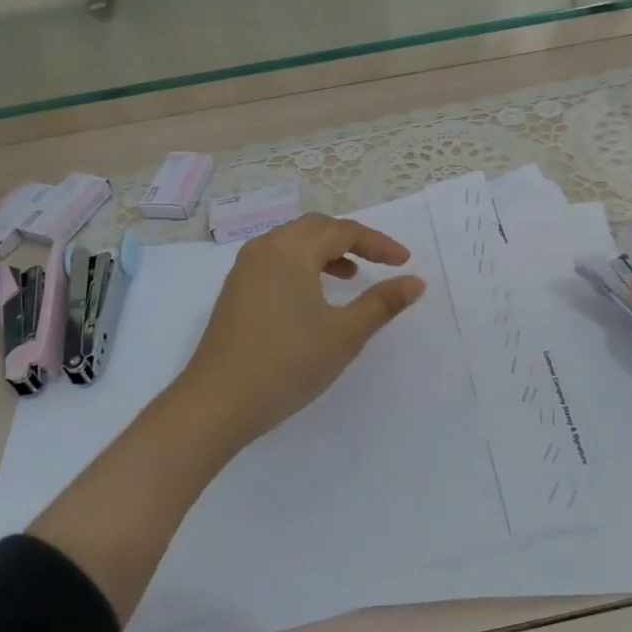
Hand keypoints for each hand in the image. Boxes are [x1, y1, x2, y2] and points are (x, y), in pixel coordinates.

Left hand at [171, 214, 425, 455]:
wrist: (216, 403)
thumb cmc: (287, 363)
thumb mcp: (344, 335)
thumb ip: (382, 303)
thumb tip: (415, 282)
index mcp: (291, 249)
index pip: (343, 231)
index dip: (378, 243)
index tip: (405, 262)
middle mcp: (265, 248)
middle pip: (315, 228)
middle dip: (351, 240)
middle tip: (379, 261)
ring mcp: (244, 269)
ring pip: (293, 244)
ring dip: (325, 252)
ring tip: (350, 276)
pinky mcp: (234, 291)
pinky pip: (276, 261)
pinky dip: (302, 266)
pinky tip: (313, 297)